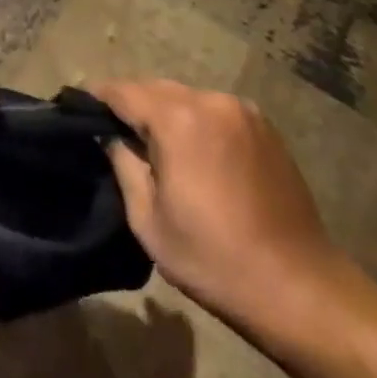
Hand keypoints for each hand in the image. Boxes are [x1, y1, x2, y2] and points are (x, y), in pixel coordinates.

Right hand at [95, 79, 351, 351]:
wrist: (300, 288)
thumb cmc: (214, 259)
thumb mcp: (149, 220)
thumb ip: (123, 165)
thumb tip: (109, 136)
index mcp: (178, 118)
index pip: (123, 91)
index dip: (97, 98)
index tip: (77, 108)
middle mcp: (210, 100)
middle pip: (156, 89)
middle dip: (132, 105)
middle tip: (113, 133)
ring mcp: (242, 110)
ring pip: (186, 98)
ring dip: (165, 113)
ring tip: (154, 146)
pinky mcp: (264, 126)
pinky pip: (215, 111)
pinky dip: (196, 122)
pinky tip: (195, 154)